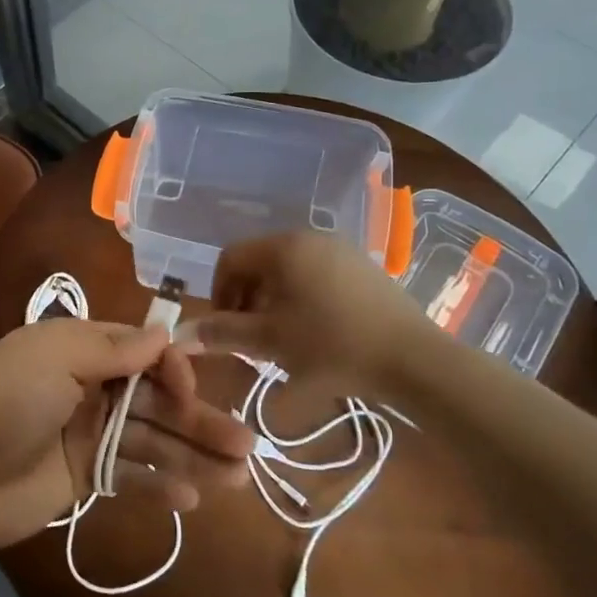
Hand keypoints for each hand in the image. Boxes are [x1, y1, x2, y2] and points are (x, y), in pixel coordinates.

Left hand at [0, 318, 254, 552]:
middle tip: (247, 445)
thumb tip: (164, 335)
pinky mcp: (87, 475)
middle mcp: (92, 387)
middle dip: (200, 420)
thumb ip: (111, 348)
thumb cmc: (8, 404)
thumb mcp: (54, 358)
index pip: (144, 352)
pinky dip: (160, 485)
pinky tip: (192, 499)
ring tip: (239, 478)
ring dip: (193, 456)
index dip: (174, 370)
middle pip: (157, 401)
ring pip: (153, 440)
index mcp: (82, 350)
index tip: (192, 390)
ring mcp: (91, 434)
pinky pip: (132, 475)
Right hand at [187, 231, 436, 395]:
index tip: (226, 329)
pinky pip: (317, 275)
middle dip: (246, 300)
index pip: (230, 257)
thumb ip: (223, 333)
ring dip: (273, 301)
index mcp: (284, 247)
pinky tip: (315, 333)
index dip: (219, 292)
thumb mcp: (270, 341)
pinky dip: (302, 299)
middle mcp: (310, 237)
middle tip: (251, 339)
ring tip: (281, 340)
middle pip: (259, 262)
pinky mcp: (364, 267)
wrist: (414, 359)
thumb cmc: (332, 346)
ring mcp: (341, 250)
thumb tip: (182, 331)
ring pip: (288, 270)